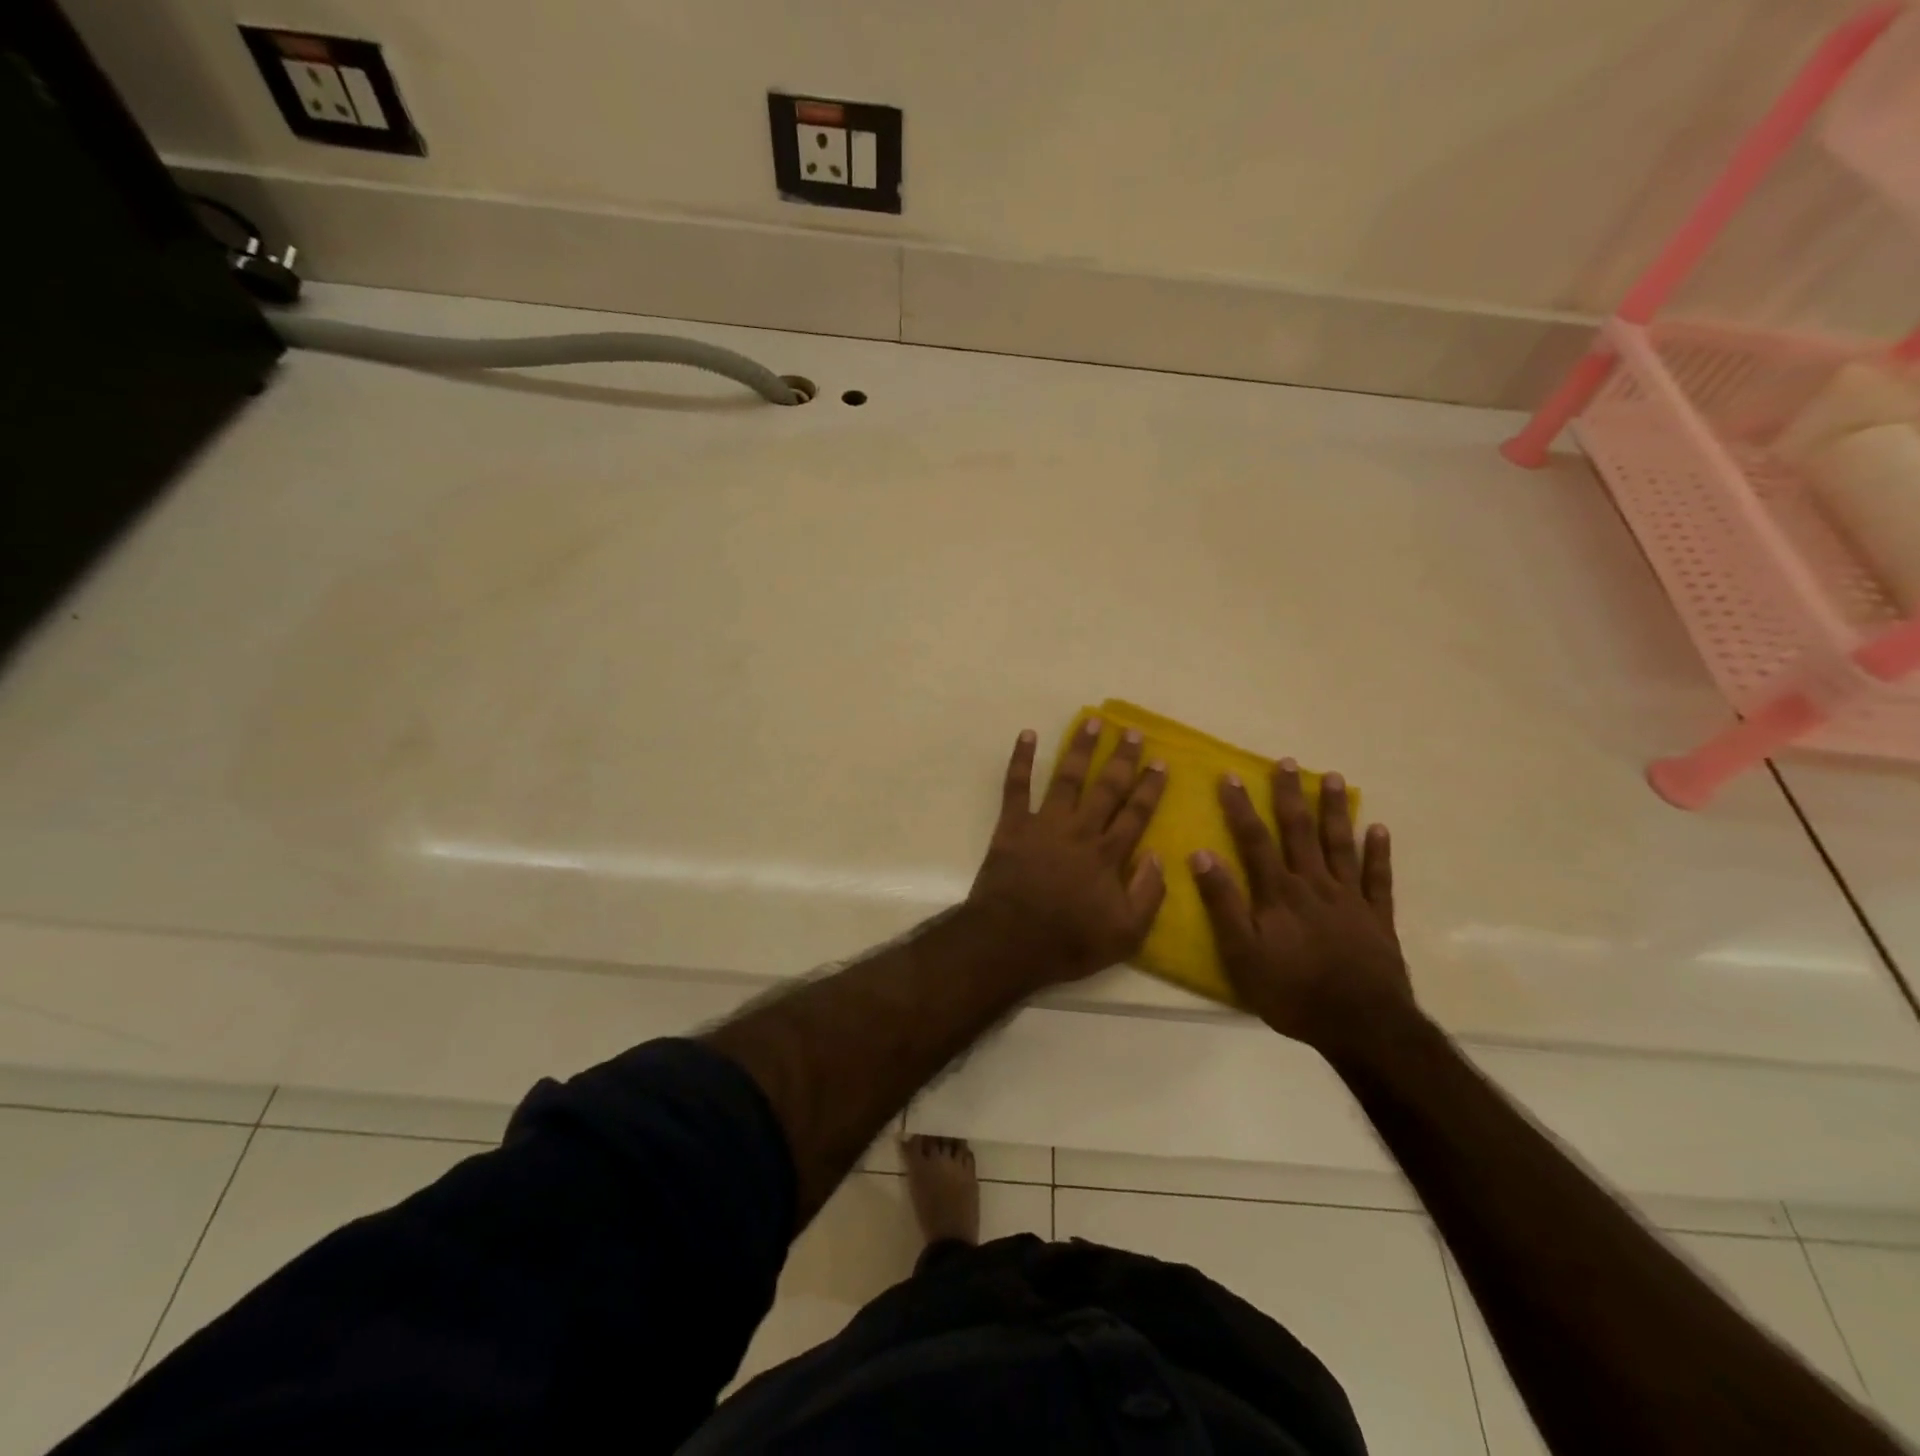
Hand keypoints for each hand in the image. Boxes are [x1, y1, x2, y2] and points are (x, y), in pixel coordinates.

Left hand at [967, 718, 1168, 985]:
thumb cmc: (1069, 942)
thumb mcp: (1125, 934)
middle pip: (1106, 788)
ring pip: (1067, 777)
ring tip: (1091, 721)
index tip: (1160, 762)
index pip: (1136, 814)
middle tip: (1132, 732)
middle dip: (1122, 759)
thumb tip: (1159, 855)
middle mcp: (1080, 830)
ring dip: (1080, 748)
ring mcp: (1045, 824)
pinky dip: (1022, 759)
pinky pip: (1016, 786)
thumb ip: (1148, 894)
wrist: (1010, 941)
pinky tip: (1028, 735)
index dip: (1150, 787)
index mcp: (1108, 855)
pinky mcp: (1013, 825)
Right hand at [1190, 760, 1411, 1053]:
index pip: (1254, 840)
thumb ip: (1222, 903)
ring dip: (1335, 810)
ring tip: (1333, 778)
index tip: (1230, 776)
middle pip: (1300, 832)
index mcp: (1279, 893)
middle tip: (1287, 762)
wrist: (1362, 1026)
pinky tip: (1378, 828)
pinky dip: (1378, 852)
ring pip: (1340, 845)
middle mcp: (1314, 885)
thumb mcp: (1242, 953)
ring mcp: (1350, 899)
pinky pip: (1379, 878)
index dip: (1240, 807)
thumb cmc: (1292, 992)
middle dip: (1290, 795)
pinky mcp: (1378, 918)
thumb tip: (1201, 854)